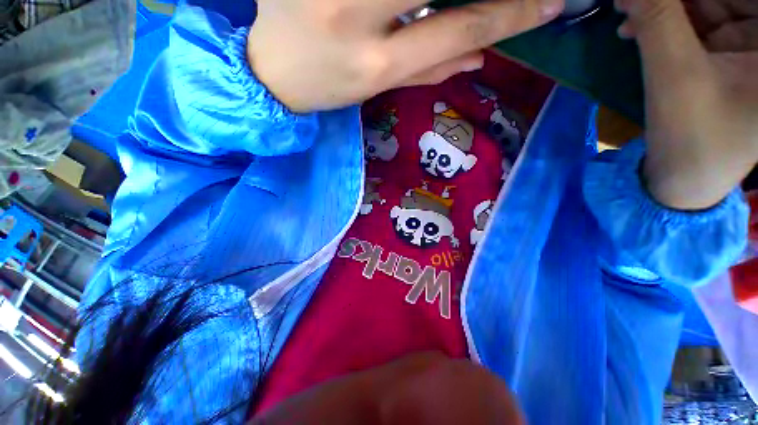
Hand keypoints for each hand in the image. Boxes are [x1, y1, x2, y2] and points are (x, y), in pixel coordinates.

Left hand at [247, 0, 563, 112]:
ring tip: (443, 9)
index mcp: (377, 65)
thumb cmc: (330, 87)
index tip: (552, 2)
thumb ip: (430, 69)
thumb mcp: (378, 87)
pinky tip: (406, 5)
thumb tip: (483, 52)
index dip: (512, 12)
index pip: (459, 26)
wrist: (274, 72)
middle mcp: (355, 17)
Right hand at [616, 0, 757, 209]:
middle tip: (635, 1)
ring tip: (628, 11)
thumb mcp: (675, 75)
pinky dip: (669, 20)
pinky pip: (701, 20)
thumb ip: (659, 20)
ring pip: (711, 4)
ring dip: (667, 6)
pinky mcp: (731, 52)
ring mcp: (752, 45)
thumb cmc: (691, 137)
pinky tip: (637, 26)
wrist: (685, 178)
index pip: (745, 1)